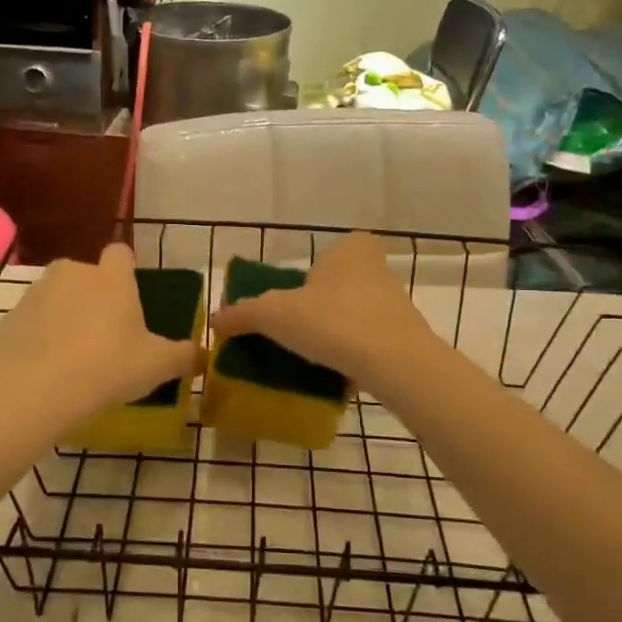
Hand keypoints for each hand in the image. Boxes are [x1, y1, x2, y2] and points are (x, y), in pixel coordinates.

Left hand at [0, 244, 197, 423]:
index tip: (131, 296)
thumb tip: (203, 355)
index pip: (121, 253)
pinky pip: (31, 322)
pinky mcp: (10, 318)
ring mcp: (36, 293)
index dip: (127, 270)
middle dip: (93, 294)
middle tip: (105, 332)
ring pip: (55, 295)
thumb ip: (185, 356)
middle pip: (85, 274)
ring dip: (64, 314)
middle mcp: (72, 273)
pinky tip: (47, 366)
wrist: (38, 390)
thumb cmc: (109, 367)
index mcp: (111, 277)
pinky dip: (38, 336)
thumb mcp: (158, 365)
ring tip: (73, 353)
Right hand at [209, 233, 437, 386]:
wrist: (395, 362)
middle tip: (297, 333)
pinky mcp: (406, 334)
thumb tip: (214, 320)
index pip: (321, 257)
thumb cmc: (332, 321)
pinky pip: (371, 339)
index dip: (303, 281)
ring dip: (338, 331)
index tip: (289, 307)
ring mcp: (396, 301)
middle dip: (319, 308)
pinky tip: (339, 372)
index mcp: (349, 248)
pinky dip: (356, 352)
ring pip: (355, 313)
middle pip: (336, 286)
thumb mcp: (274, 315)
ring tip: (315, 357)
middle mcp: (377, 267)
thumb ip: (243, 314)